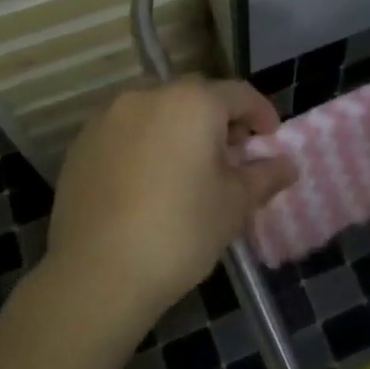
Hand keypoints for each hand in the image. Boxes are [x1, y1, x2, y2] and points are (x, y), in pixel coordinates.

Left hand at [43, 78, 297, 334]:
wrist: (98, 274)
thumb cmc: (181, 231)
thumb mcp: (235, 204)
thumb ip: (265, 176)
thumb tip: (288, 165)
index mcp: (192, 102)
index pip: (239, 95)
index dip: (262, 115)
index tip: (271, 140)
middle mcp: (148, 94)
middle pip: (195, 97)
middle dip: (219, 119)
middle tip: (232, 155)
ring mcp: (108, 116)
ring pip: (156, 110)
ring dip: (178, 127)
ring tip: (187, 166)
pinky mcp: (81, 142)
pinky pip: (125, 130)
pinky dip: (144, 143)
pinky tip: (148, 180)